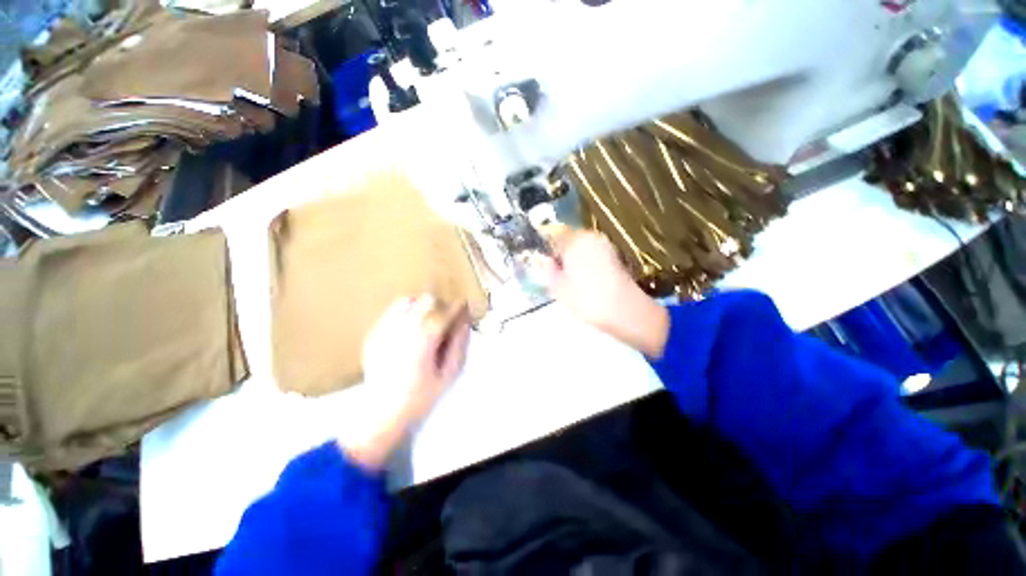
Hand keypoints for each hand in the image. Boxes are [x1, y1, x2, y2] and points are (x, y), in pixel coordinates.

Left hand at [338, 295, 470, 469]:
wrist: (382, 414)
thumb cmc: (421, 396)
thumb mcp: (448, 375)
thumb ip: (459, 346)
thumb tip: (465, 324)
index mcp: (425, 339)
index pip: (446, 311)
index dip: (458, 307)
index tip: (464, 307)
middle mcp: (404, 329)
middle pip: (426, 300)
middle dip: (440, 305)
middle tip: (445, 317)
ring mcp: (385, 330)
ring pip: (406, 301)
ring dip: (420, 305)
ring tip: (425, 319)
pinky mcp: (373, 335)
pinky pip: (390, 313)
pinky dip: (403, 314)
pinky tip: (408, 329)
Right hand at [537, 228, 668, 357]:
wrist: (626, 312)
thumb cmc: (586, 299)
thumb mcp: (559, 287)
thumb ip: (548, 270)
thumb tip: (543, 260)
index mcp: (574, 240)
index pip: (553, 236)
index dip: (547, 249)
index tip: (544, 264)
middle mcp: (591, 237)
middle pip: (569, 240)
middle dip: (561, 253)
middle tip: (557, 274)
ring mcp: (605, 246)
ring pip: (582, 248)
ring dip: (574, 259)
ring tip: (571, 280)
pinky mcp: (615, 257)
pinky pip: (594, 255)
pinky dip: (587, 263)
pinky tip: (586, 281)